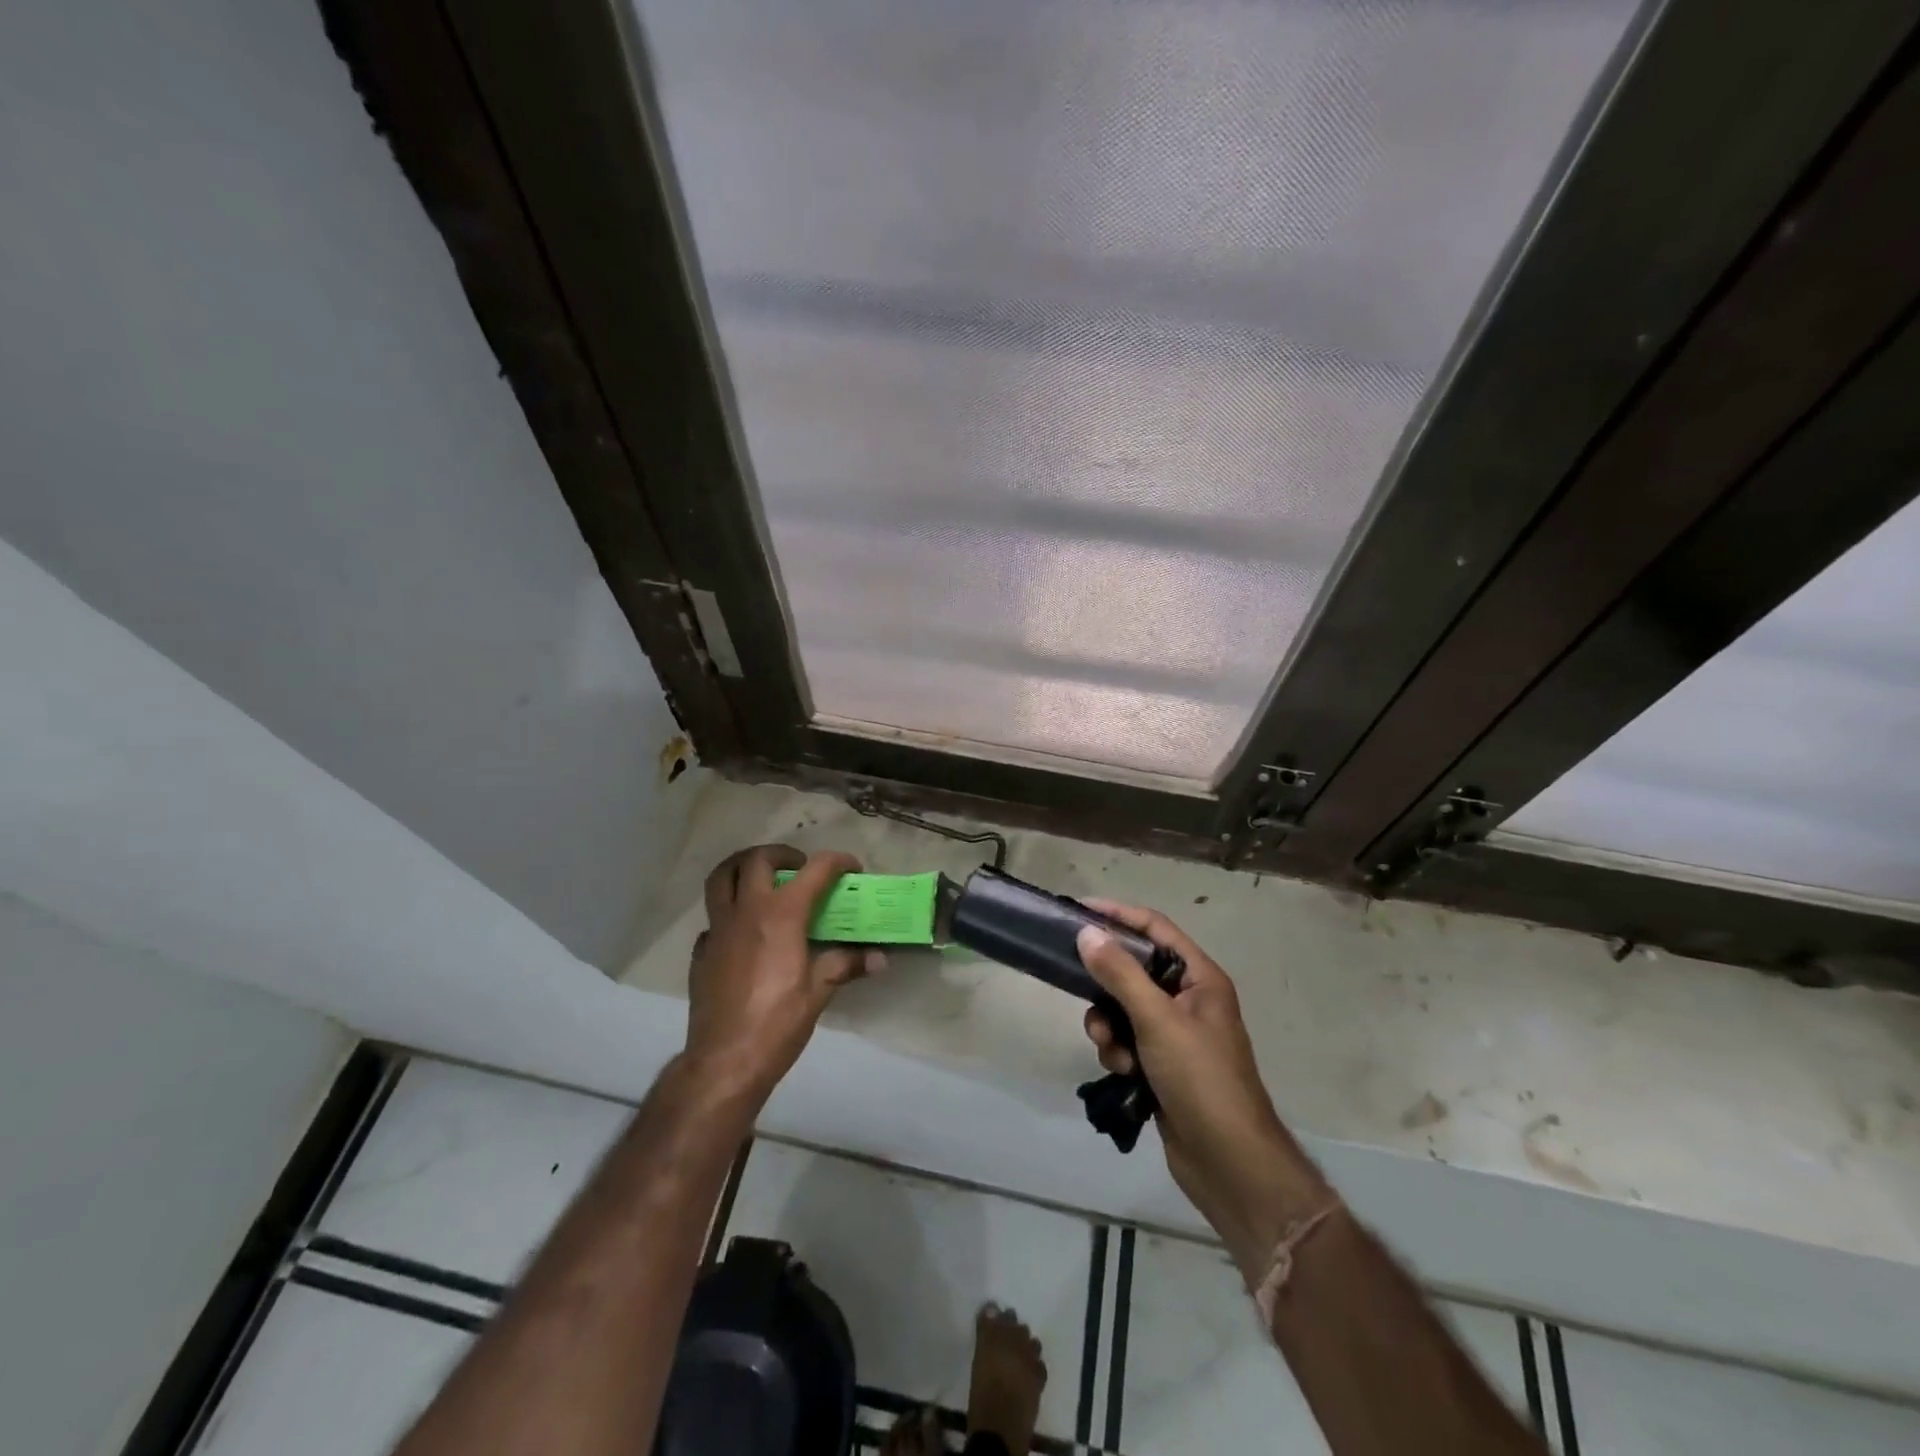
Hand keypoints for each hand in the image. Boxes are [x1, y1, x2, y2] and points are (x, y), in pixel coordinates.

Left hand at [684, 845, 883, 1104]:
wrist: (725, 1062)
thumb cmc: (778, 1023)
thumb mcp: (819, 991)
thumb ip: (846, 964)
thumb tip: (879, 958)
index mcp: (781, 915)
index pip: (814, 870)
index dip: (837, 862)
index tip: (851, 868)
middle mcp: (747, 911)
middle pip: (757, 860)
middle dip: (781, 854)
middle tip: (798, 866)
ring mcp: (718, 930)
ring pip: (722, 878)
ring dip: (742, 868)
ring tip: (762, 879)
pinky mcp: (701, 952)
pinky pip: (713, 919)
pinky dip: (729, 914)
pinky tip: (743, 934)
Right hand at [1077, 902, 1331, 1279]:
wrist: (1229, 1163)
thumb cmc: (1200, 1079)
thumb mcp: (1158, 1020)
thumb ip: (1120, 974)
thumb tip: (1087, 932)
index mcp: (1200, 978)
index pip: (1155, 928)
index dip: (1119, 915)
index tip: (1079, 911)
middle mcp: (1189, 999)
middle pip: (1134, 970)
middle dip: (1106, 984)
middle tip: (1078, 985)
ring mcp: (1176, 1035)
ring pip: (1124, 1009)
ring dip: (1109, 1025)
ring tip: (1111, 1049)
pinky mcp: (1162, 1065)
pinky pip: (1127, 1041)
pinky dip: (1118, 1052)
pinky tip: (1123, 1073)